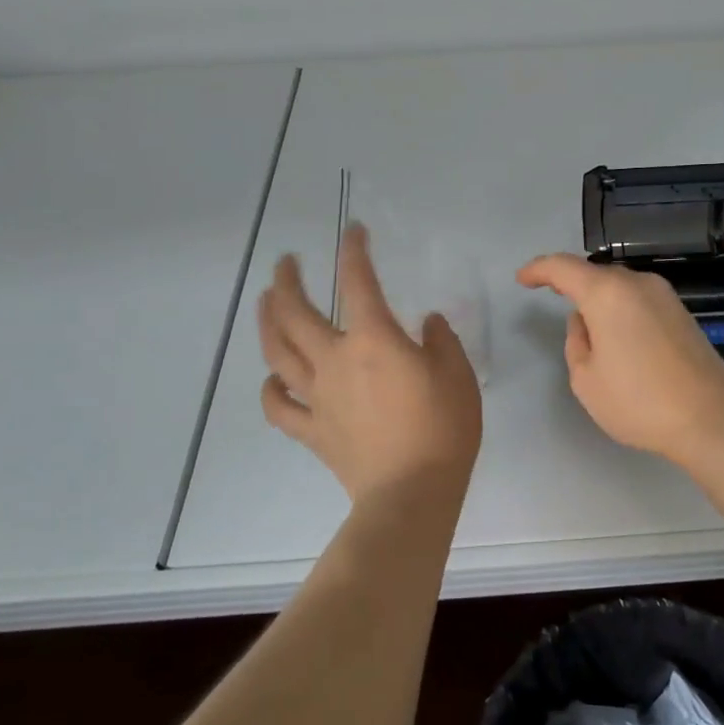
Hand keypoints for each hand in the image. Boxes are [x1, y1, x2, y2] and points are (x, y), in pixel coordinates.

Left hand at [258, 223, 481, 507]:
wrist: (412, 493)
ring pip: (277, 352)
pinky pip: (280, 406)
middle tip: (286, 262)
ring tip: (265, 301)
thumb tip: (426, 322)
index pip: (358, 282)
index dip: (354, 251)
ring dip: (267, 321)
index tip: (353, 231)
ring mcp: (317, 396)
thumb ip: (441, 341)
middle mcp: (335, 360)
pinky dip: (271, 388)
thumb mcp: (458, 375)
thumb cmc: (443, 429)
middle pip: (296, 313)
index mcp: (373, 340)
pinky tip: (273, 377)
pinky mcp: (312, 430)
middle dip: (287, 280)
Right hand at [516, 253, 723, 462]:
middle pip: (594, 274)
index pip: (563, 268)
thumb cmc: (639, 401)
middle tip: (550, 294)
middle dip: (570, 282)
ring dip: (598, 297)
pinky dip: (620, 308)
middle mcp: (637, 283)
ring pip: (619, 286)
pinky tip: (618, 334)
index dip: (538, 270)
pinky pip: (638, 300)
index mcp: (607, 293)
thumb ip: (576, 342)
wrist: (710, 418)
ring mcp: (664, 296)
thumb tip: (585, 322)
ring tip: (585, 323)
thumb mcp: (586, 379)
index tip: (522, 279)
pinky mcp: (681, 313)